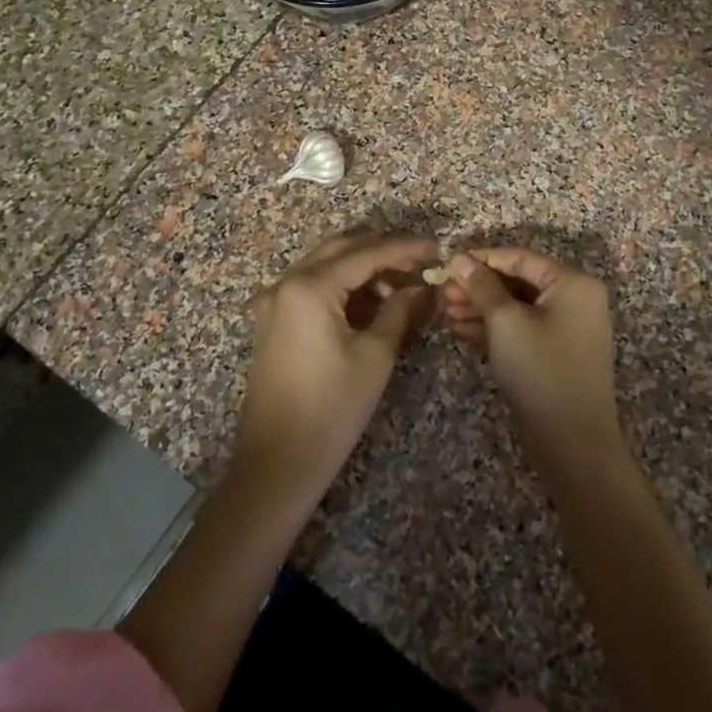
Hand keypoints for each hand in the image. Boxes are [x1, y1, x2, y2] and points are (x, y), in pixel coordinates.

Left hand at [238, 231, 438, 489]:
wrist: (277, 463)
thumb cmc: (332, 409)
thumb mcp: (375, 356)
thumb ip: (399, 310)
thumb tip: (421, 287)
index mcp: (309, 287)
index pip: (366, 253)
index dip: (404, 248)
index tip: (437, 249)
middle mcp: (285, 283)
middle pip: (341, 249)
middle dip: (382, 251)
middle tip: (420, 262)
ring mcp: (274, 301)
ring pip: (325, 265)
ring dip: (362, 268)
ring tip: (401, 286)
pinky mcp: (273, 321)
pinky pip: (312, 287)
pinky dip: (343, 286)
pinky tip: (372, 301)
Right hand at [441, 249, 622, 458]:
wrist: (572, 442)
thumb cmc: (540, 370)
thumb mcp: (505, 322)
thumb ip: (482, 286)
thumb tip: (460, 258)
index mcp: (572, 283)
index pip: (520, 258)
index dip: (482, 258)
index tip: (448, 263)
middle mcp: (574, 299)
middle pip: (518, 282)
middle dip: (478, 286)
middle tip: (441, 291)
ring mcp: (565, 328)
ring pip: (516, 307)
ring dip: (480, 307)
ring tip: (444, 310)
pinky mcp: (553, 353)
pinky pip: (521, 328)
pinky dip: (493, 327)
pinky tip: (459, 329)